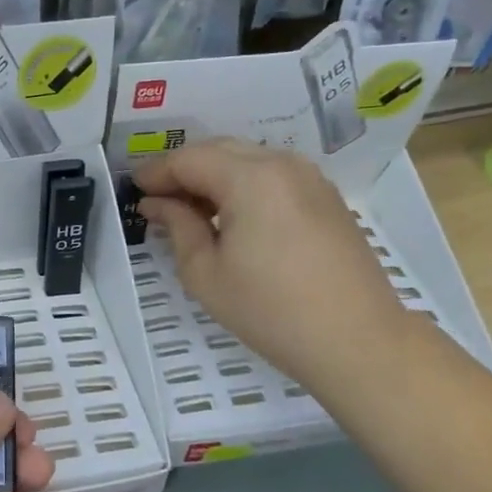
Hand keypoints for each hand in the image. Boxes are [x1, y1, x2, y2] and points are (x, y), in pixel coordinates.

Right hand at [133, 138, 409, 393]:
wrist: (357, 340)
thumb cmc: (270, 310)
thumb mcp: (205, 273)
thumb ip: (177, 226)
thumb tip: (157, 204)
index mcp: (250, 178)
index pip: (189, 159)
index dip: (156, 172)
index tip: (134, 190)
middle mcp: (282, 164)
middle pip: (219, 151)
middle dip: (184, 170)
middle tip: (158, 199)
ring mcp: (310, 179)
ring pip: (248, 159)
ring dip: (215, 176)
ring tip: (192, 209)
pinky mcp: (327, 198)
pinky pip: (273, 176)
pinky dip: (244, 185)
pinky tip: (232, 216)